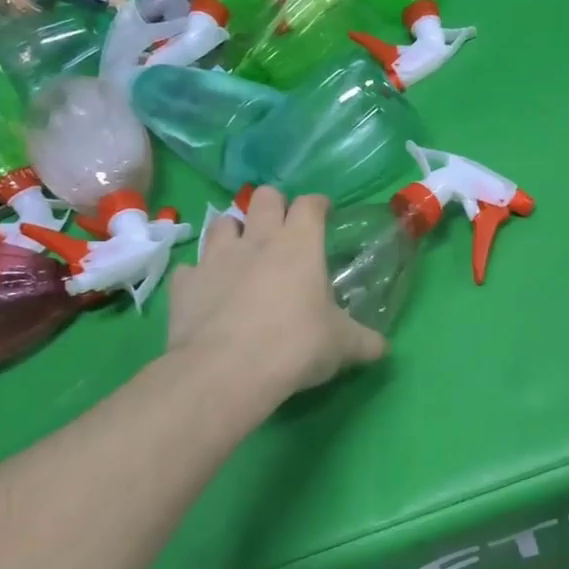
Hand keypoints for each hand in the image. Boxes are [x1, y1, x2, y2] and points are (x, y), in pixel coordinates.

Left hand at [167, 187, 386, 399]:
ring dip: (234, 232)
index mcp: (299, 244)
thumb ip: (365, 341)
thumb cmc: (295, 346)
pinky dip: (200, 276)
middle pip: (263, 197)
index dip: (318, 204)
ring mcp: (215, 259)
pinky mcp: (185, 284)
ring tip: (243, 253)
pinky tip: (208, 291)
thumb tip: (384, 347)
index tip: (324, 214)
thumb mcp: (342, 346)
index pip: (310, 204)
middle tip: (282, 228)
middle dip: (274, 205)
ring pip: (222, 223)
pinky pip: (191, 268)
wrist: (226, 371)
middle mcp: (257, 240)